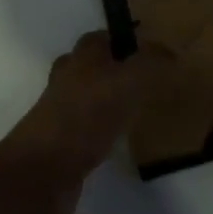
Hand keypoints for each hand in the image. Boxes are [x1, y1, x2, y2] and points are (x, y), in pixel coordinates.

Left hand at [1, 32, 178, 213]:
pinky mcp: (61, 147)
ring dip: (108, 101)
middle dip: (114, 69)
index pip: (101, 38)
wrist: (40, 175)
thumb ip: (150, 64)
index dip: (123, 40)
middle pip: (90, 67)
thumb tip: (171, 52)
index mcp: (81, 60)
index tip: (149, 50)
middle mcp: (67, 81)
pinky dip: (102, 131)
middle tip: (145, 79)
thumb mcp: (127, 83)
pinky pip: (86, 130)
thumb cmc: (84, 118)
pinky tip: (121, 141)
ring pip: (88, 98)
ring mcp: (60, 115)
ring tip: (138, 109)